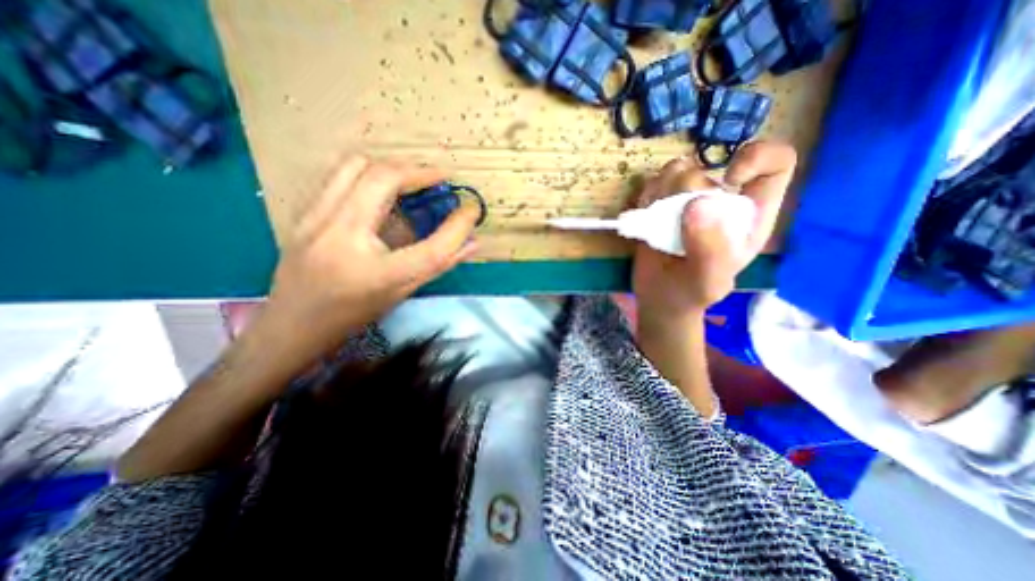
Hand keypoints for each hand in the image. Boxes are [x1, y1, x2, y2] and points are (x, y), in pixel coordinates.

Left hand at [252, 153, 477, 377]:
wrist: (291, 323)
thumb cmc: (353, 314)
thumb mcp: (402, 293)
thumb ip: (440, 264)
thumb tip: (473, 243)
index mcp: (377, 273)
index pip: (431, 246)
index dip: (458, 225)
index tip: (472, 209)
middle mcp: (342, 237)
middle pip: (384, 179)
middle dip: (419, 172)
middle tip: (439, 181)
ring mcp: (316, 219)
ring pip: (356, 165)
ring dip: (391, 168)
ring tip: (410, 182)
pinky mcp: (303, 212)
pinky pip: (339, 175)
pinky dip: (368, 174)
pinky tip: (380, 191)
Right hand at [630, 140, 794, 321]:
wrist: (660, 297)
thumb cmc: (691, 293)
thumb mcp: (708, 282)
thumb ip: (711, 250)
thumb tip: (698, 205)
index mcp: (749, 215)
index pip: (776, 164)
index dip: (757, 159)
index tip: (729, 180)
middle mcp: (720, 201)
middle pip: (706, 167)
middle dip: (684, 191)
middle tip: (673, 223)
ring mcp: (687, 201)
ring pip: (677, 169)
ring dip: (661, 191)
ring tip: (657, 221)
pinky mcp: (661, 205)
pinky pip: (653, 183)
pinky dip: (646, 196)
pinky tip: (646, 219)